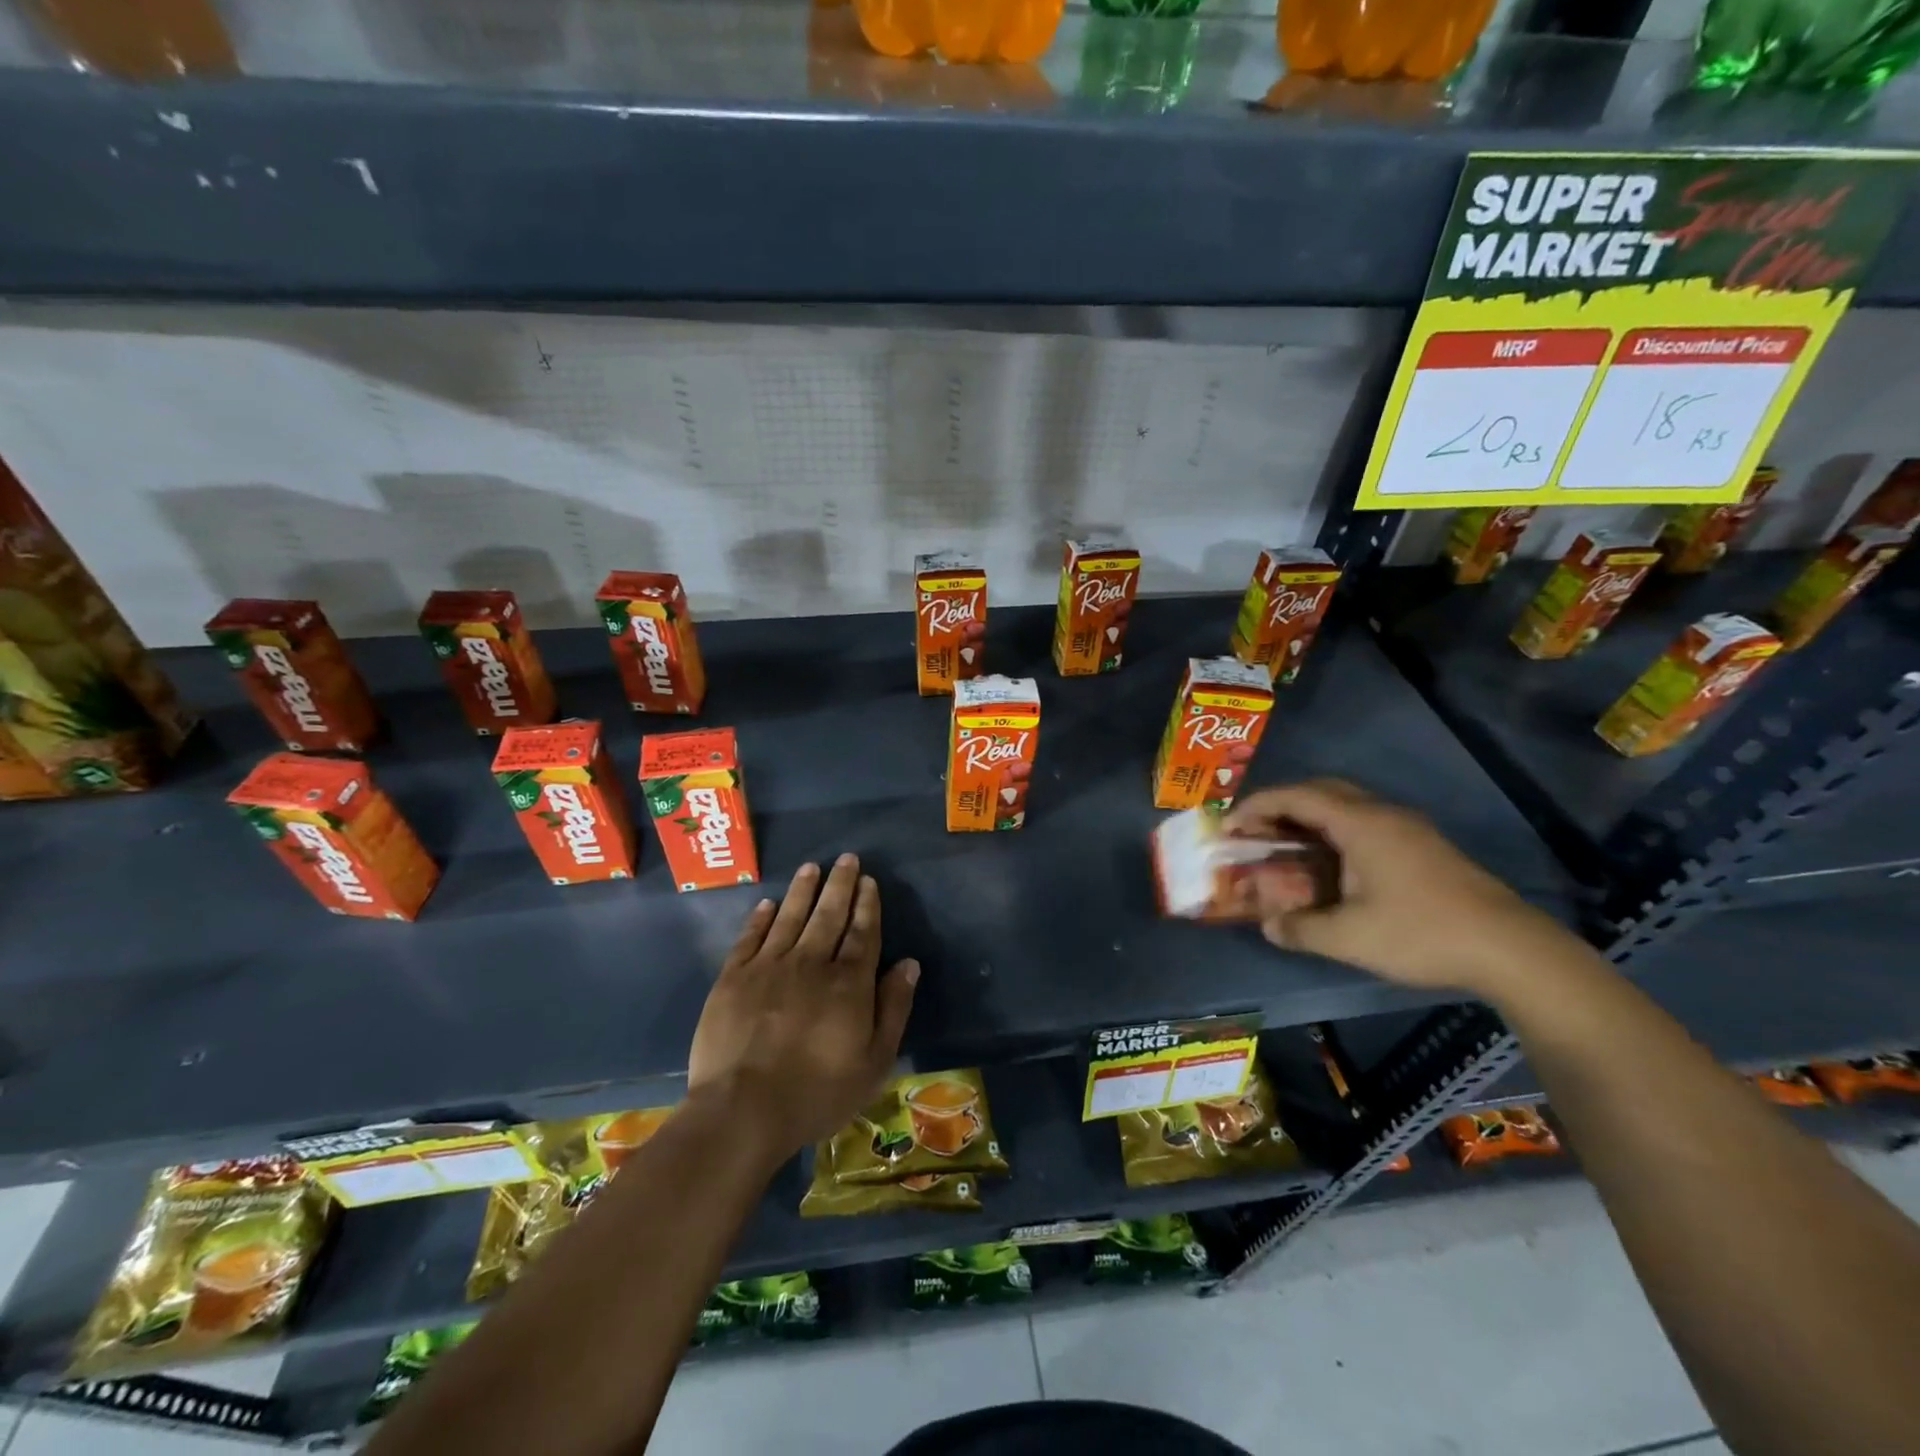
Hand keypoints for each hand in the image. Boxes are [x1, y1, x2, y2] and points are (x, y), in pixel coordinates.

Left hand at [687, 855, 919, 1163]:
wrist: (743, 1110)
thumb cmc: (818, 1092)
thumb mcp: (874, 1061)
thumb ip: (893, 1008)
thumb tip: (908, 964)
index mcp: (848, 982)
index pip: (862, 932)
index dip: (867, 905)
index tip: (869, 881)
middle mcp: (810, 962)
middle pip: (828, 915)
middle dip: (840, 885)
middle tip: (847, 859)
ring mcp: (768, 967)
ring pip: (790, 917)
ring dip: (802, 890)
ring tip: (811, 867)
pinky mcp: (733, 978)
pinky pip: (749, 938)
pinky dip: (760, 918)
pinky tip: (767, 904)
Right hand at [1223, 779, 1569, 997]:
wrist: (1510, 949)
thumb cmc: (1421, 933)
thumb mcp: (1349, 937)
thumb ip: (1300, 928)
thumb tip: (1268, 925)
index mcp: (1361, 824)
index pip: (1296, 796)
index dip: (1257, 806)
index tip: (1229, 826)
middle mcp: (1382, 814)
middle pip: (1321, 790)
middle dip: (1281, 805)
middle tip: (1255, 831)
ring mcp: (1407, 828)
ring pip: (1346, 805)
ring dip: (1309, 817)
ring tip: (1285, 845)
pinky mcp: (1423, 846)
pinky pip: (1364, 822)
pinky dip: (1333, 830)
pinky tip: (1329, 863)